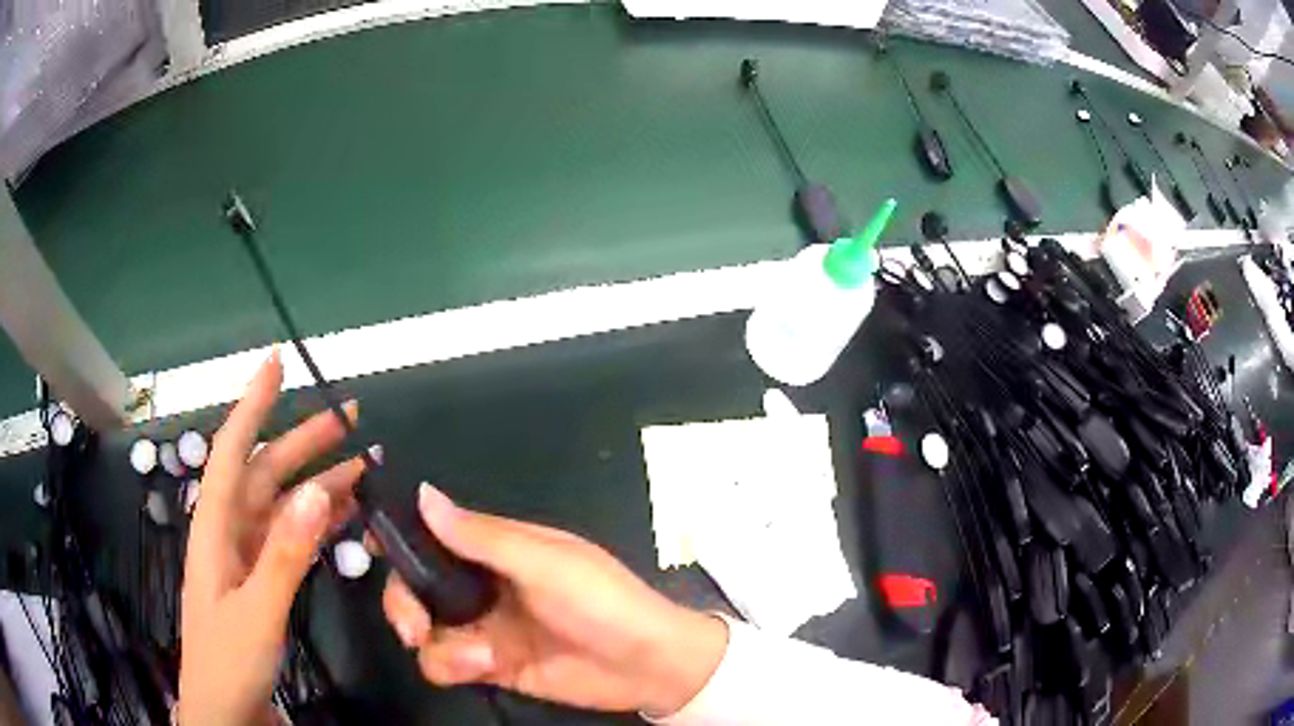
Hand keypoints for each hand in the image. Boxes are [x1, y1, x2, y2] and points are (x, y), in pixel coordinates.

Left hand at [179, 351, 364, 724]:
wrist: (225, 709)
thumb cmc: (228, 659)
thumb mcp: (256, 611)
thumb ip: (285, 554)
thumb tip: (317, 490)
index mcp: (215, 527)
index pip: (231, 450)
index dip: (252, 404)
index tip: (275, 363)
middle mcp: (229, 531)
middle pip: (264, 471)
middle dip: (303, 440)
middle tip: (349, 417)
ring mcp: (246, 556)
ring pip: (282, 504)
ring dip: (319, 482)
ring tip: (362, 464)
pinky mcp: (261, 579)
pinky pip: (291, 537)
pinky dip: (317, 521)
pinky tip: (344, 514)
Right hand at [381, 485, 728, 715]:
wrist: (648, 666)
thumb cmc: (603, 601)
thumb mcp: (545, 562)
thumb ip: (481, 536)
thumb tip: (423, 494)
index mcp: (496, 549)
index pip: (434, 534)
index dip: (399, 538)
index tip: (369, 547)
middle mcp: (481, 585)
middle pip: (415, 586)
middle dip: (404, 604)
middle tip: (412, 626)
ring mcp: (484, 627)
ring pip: (425, 630)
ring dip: (438, 644)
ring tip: (477, 655)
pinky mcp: (491, 665)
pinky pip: (447, 663)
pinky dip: (455, 666)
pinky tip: (485, 667)